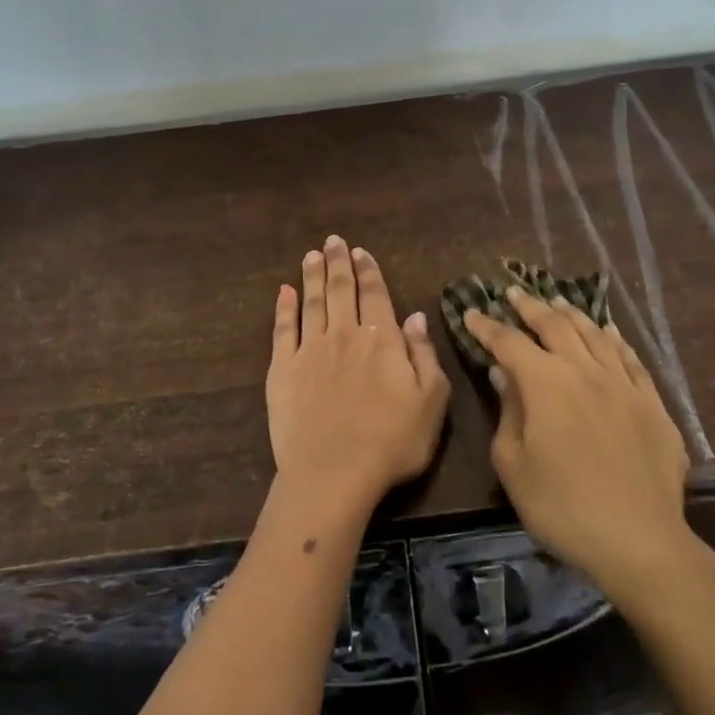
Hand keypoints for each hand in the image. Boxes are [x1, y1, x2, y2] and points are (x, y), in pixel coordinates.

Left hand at [266, 236, 450, 517]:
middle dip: (338, 262)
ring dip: (312, 276)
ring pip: (312, 302)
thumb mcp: (431, 401)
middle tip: (334, 241)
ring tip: (311, 255)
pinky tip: (284, 292)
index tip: (360, 251)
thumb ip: (424, 354)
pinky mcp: (283, 370)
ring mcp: (310, 351)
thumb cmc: (392, 442)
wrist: (334, 473)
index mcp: (382, 340)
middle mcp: (345, 335)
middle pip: (341, 290)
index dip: (368, 270)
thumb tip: (415, 315)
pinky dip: (284, 308)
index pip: (375, 295)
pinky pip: (283, 330)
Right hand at [462, 289, 714, 607]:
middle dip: (530, 307)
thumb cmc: (561, 507)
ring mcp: (623, 384)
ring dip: (571, 313)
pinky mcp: (652, 403)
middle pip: (554, 326)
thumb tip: (503, 373)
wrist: (638, 540)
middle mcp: (585, 371)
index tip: (471, 312)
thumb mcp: (514, 464)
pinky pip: (630, 358)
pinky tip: (608, 331)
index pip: (509, 342)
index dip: (487, 326)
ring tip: (557, 301)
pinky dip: (614, 339)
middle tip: (513, 293)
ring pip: (594, 334)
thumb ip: (507, 411)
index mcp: (546, 384)